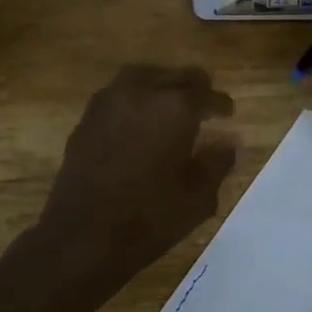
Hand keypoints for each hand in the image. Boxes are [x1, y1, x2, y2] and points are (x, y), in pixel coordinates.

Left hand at [36, 65, 236, 284]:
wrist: (83, 235)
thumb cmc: (149, 218)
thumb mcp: (198, 197)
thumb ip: (218, 163)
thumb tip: (229, 143)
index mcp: (175, 108)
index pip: (207, 95)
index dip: (222, 104)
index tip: (229, 113)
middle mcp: (141, 93)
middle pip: (175, 76)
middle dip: (194, 88)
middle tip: (205, 104)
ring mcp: (108, 102)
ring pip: (143, 76)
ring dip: (162, 85)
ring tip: (171, 103)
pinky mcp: (86, 119)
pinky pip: (118, 94)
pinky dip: (136, 99)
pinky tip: (140, 120)